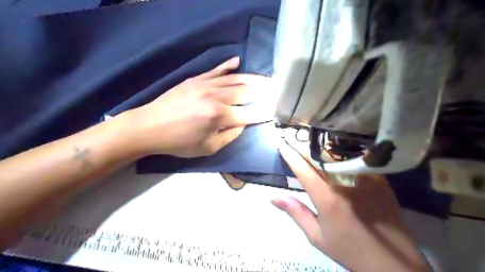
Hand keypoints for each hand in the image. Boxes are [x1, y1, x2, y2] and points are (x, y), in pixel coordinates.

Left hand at [124, 58, 270, 157]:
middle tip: (275, 91)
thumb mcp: (208, 148)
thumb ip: (230, 136)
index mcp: (219, 116)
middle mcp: (216, 97)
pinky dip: (229, 66)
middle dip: (263, 92)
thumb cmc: (179, 142)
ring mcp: (205, 84)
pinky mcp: (196, 79)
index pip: (249, 114)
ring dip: (253, 79)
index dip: (263, 114)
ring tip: (266, 79)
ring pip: (235, 79)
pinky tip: (238, 62)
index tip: (274, 112)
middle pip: (246, 92)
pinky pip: (216, 70)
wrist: (149, 126)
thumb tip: (243, 124)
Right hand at [273, 134, 430, 271]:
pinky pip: (357, 160)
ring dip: (321, 147)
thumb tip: (273, 198)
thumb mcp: (317, 236)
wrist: (392, 262)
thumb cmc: (349, 249)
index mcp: (326, 198)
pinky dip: (343, 153)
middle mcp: (343, 184)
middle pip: (319, 158)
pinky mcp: (378, 179)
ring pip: (338, 156)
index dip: (291, 156)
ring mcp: (363, 179)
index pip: (303, 170)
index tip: (283, 145)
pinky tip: (337, 148)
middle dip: (304, 147)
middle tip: (295, 138)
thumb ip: (296, 212)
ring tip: (311, 140)